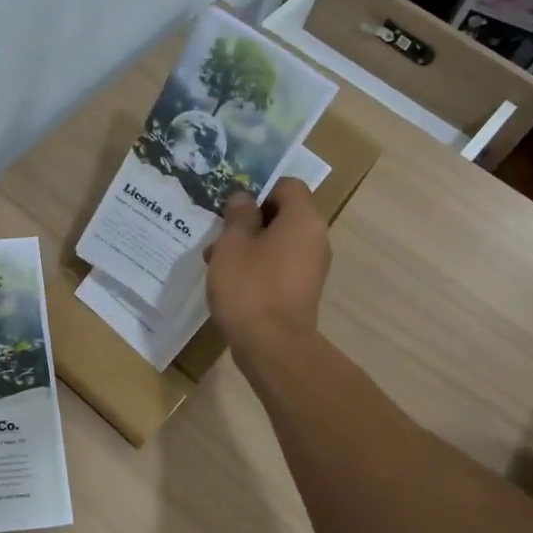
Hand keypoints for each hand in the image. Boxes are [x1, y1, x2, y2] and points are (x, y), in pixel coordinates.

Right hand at [206, 178, 330, 357]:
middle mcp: (316, 238)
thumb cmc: (249, 287)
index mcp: (303, 219)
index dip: (258, 190)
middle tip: (219, 235)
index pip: (287, 185)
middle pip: (283, 214)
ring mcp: (312, 266)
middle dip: (249, 221)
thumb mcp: (232, 244)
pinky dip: (258, 265)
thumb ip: (238, 215)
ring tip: (216, 261)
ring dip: (249, 245)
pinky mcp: (303, 289)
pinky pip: (280, 264)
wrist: (272, 346)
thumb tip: (244, 198)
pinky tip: (231, 280)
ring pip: (278, 241)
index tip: (232, 207)